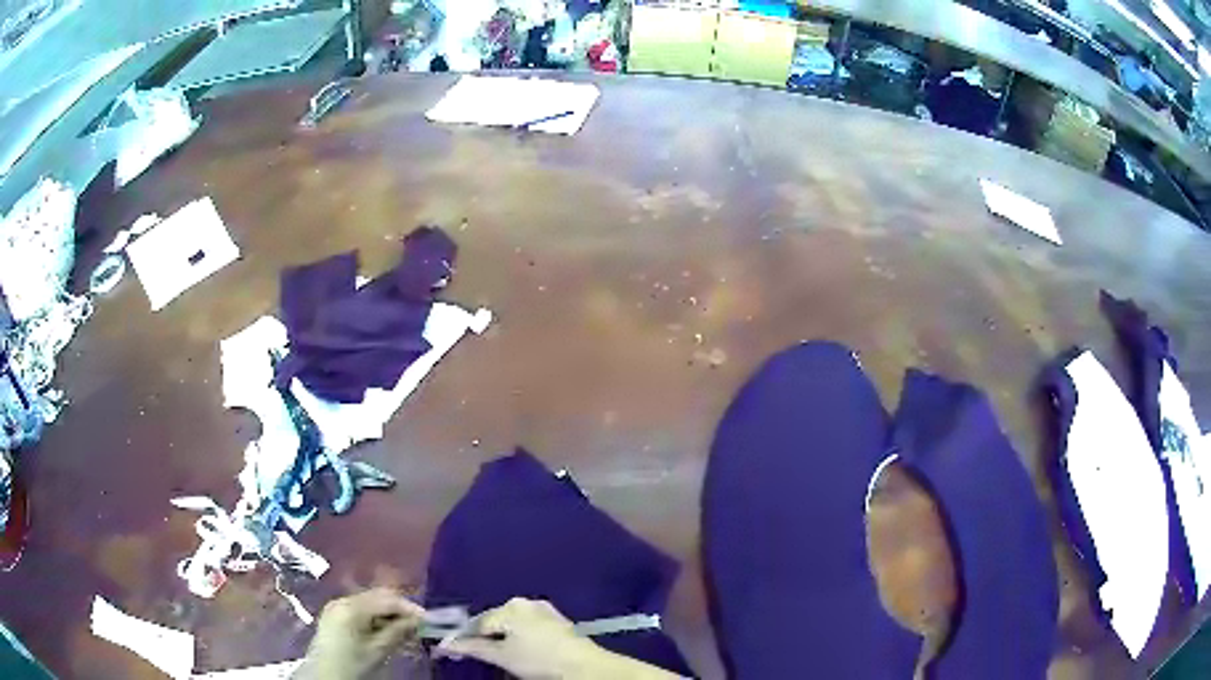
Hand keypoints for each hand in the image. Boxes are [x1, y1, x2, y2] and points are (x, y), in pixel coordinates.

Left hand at [300, 588, 423, 679]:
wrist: (324, 677)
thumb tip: (418, 621)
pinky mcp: (335, 616)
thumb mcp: (378, 651)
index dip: (409, 607)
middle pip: (377, 597)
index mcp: (351, 607)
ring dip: (389, 615)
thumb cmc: (352, 665)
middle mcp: (342, 600)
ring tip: (406, 632)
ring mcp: (336, 607)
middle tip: (419, 626)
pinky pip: (360, 610)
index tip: (428, 620)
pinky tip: (387, 632)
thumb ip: (398, 632)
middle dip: (399, 609)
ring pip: (370, 603)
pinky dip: (376, 619)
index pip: (386, 599)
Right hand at [435, 598, 598, 678]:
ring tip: (505, 657)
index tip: (457, 652)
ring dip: (504, 638)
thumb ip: (472, 647)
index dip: (467, 638)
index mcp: (510, 606)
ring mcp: (544, 610)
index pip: (478, 622)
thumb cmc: (538, 659)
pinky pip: (529, 626)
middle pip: (496, 620)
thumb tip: (444, 643)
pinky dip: (522, 637)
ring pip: (513, 624)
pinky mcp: (558, 621)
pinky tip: (526, 652)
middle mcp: (526, 602)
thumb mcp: (502, 656)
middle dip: (487, 637)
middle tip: (485, 657)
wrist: (583, 666)